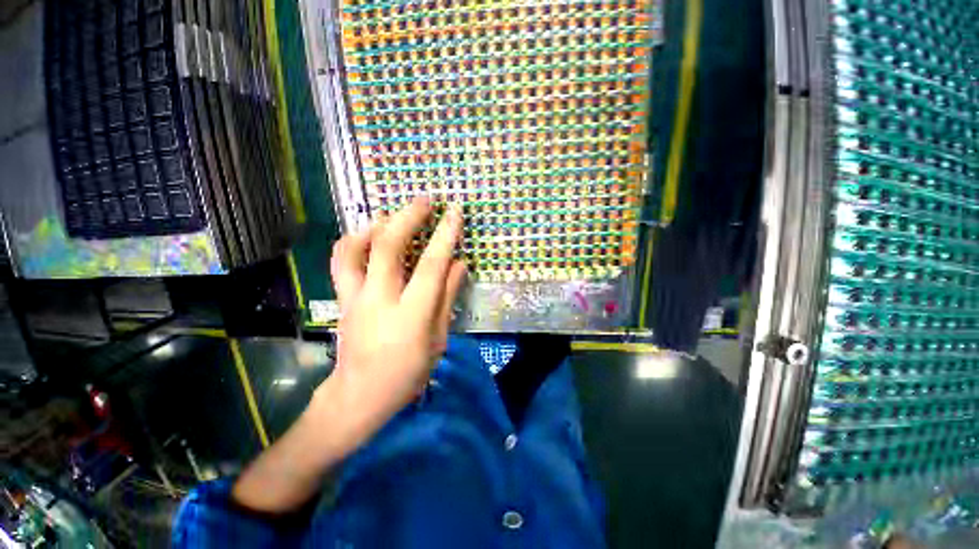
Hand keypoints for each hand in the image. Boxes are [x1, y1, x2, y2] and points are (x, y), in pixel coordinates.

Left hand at [232, 198, 465, 513]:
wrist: (359, 394)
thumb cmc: (408, 372)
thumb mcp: (438, 339)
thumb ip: (447, 297)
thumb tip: (459, 264)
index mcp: (411, 314)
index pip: (432, 265)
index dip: (445, 235)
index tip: (455, 213)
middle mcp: (380, 299)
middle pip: (389, 246)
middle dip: (408, 217)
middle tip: (425, 200)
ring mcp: (355, 297)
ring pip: (357, 248)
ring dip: (376, 224)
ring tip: (393, 213)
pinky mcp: (342, 298)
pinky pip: (342, 260)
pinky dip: (354, 240)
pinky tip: (368, 235)